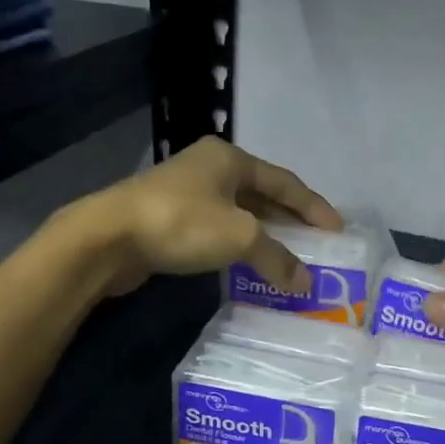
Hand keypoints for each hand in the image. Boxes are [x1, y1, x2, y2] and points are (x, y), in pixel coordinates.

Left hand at [76, 137, 342, 296]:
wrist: (106, 238)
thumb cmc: (181, 223)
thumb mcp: (239, 237)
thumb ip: (278, 257)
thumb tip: (307, 284)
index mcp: (231, 158)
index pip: (286, 182)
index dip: (314, 207)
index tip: (337, 231)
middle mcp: (211, 167)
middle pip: (263, 194)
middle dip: (291, 220)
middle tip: (317, 245)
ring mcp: (188, 191)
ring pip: (240, 212)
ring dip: (265, 235)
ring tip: (290, 257)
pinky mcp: (170, 216)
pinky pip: (219, 227)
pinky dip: (240, 243)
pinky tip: (250, 263)